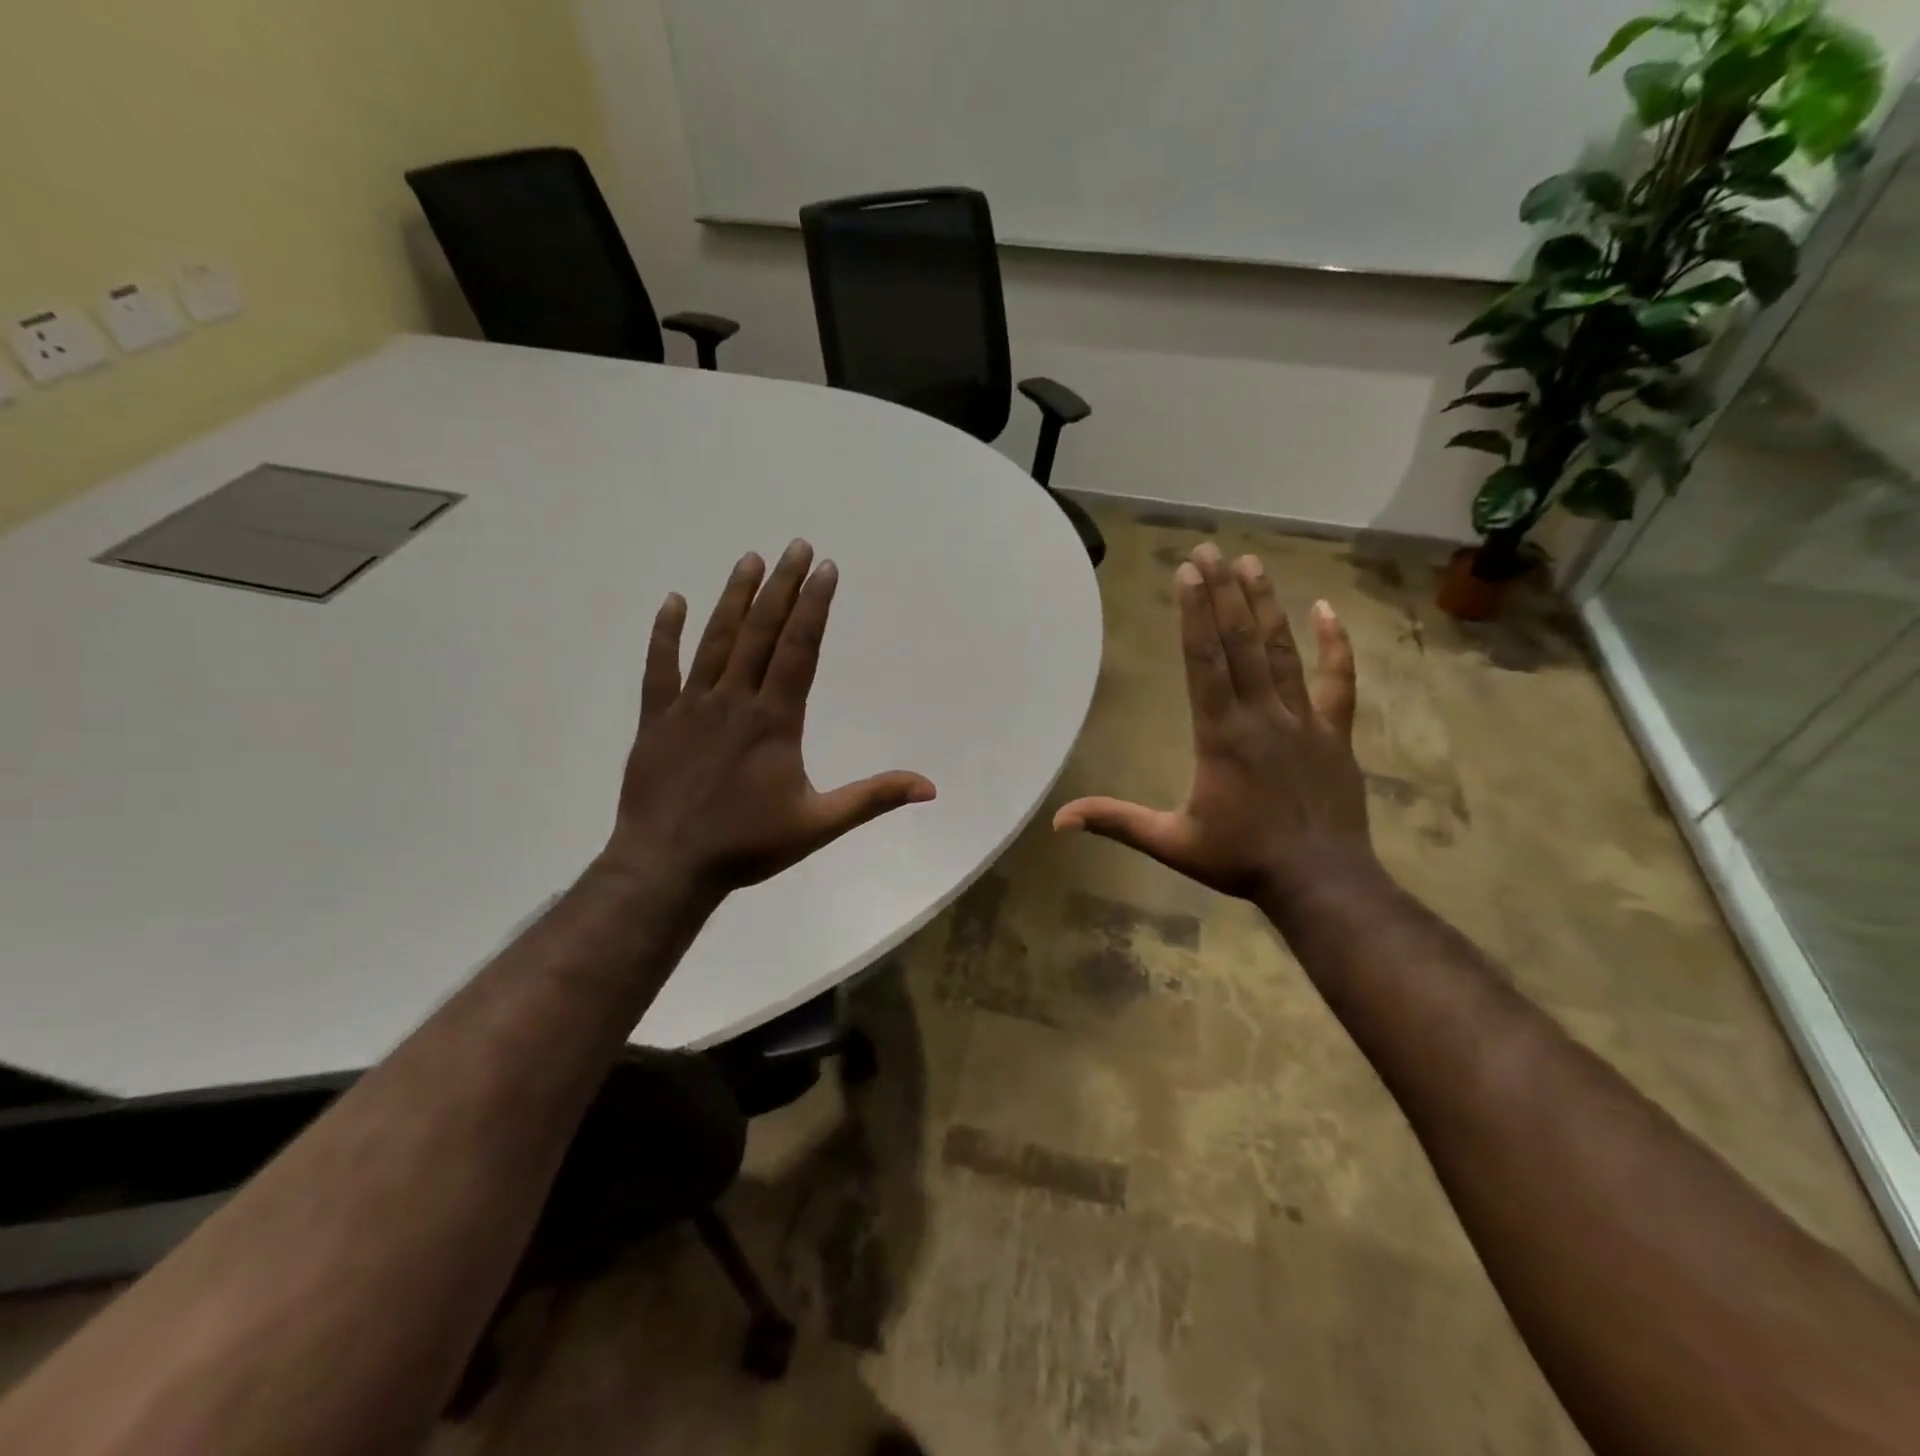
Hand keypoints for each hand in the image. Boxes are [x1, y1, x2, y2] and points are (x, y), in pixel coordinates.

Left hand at [600, 540, 935, 898]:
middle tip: (796, 545)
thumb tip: (930, 787)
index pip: (799, 650)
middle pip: (761, 632)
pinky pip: (660, 668)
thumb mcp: (819, 824)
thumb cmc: (747, 846)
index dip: (814, 606)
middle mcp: (734, 700)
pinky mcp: (656, 719)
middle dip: (782, 587)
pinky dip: (666, 634)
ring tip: (750, 559)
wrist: (667, 866)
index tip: (825, 568)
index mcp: (774, 720)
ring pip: (716, 640)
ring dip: (734, 598)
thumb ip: (873, 799)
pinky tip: (674, 601)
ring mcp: (691, 706)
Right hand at [1053, 542, 1372, 905]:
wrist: (1321, 882)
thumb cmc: (1241, 860)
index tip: (1188, 573)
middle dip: (1222, 594)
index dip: (1194, 615)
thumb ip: (1117, 822)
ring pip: (1281, 652)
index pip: (1204, 662)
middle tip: (1210, 549)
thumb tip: (1059, 821)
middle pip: (1239, 644)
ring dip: (1264, 606)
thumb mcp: (1171, 842)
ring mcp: (1303, 720)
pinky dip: (1335, 645)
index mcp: (1221, 735)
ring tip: (1251, 563)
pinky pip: (1338, 682)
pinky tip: (1328, 610)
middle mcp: (1261, 715)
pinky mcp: (1334, 733)